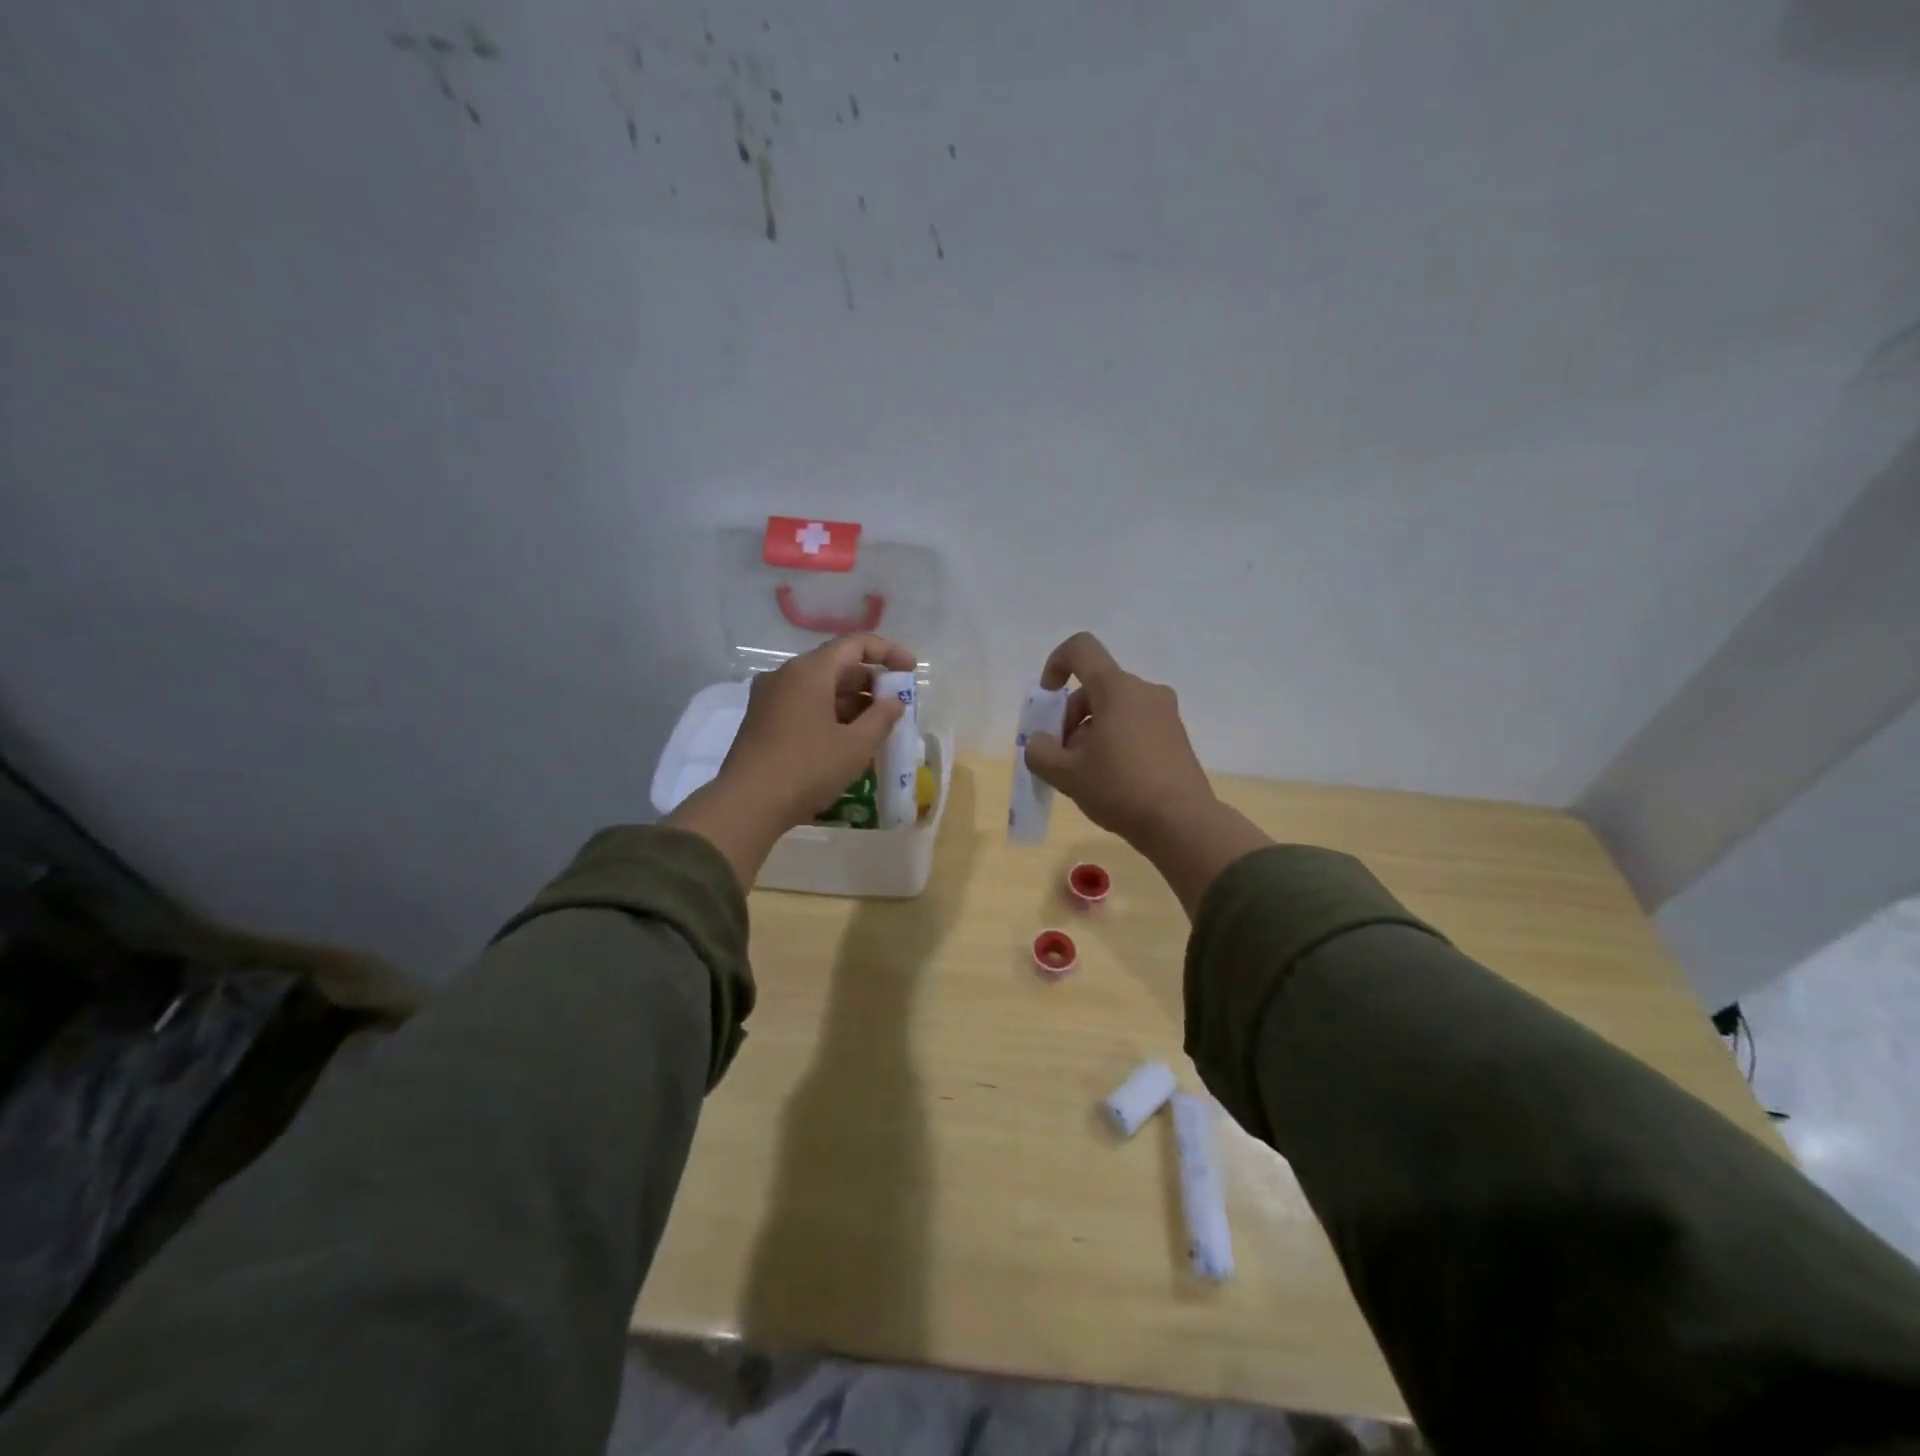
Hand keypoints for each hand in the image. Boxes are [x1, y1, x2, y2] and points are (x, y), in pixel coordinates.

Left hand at [667, 634, 916, 885]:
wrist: (747, 805)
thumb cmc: (807, 769)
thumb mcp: (855, 746)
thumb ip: (882, 718)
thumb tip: (894, 702)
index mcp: (809, 671)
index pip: (855, 644)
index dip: (888, 652)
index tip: (911, 670)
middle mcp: (785, 675)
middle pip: (836, 665)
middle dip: (871, 681)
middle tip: (897, 704)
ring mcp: (770, 698)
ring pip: (820, 688)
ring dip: (852, 701)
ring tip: (878, 726)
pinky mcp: (762, 721)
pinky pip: (804, 705)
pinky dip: (830, 714)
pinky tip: (848, 739)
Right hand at [1023, 632, 1213, 841]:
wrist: (1182, 823)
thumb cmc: (1119, 789)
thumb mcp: (1066, 774)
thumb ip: (1039, 752)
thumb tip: (1040, 743)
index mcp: (1116, 688)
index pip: (1081, 649)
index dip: (1055, 664)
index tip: (1048, 700)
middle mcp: (1144, 691)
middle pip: (1095, 686)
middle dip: (1070, 716)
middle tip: (1062, 756)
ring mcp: (1164, 713)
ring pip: (1114, 707)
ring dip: (1090, 731)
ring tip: (1084, 773)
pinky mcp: (1175, 735)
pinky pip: (1135, 724)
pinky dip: (1115, 740)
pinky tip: (1111, 778)